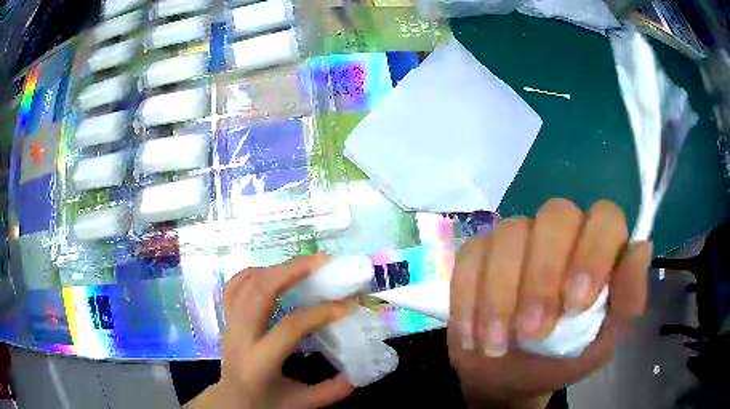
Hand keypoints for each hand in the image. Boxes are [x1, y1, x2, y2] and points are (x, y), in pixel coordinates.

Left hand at [187, 256, 355, 408]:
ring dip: (276, 268)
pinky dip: (254, 273)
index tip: (348, 305)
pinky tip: (274, 273)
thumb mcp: (300, 403)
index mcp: (259, 361)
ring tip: (304, 265)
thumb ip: (330, 391)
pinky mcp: (227, 319)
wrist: (231, 401)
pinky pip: (234, 286)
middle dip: (292, 270)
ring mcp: (229, 324)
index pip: (289, 327)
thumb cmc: (265, 403)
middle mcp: (240, 337)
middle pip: (259, 291)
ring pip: (245, 283)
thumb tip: (358, 374)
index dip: (320, 313)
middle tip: (323, 262)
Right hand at [448, 199, 651, 407]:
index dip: (593, 251)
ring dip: (501, 296)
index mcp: (598, 248)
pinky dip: (469, 299)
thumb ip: (626, 304)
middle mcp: (561, 233)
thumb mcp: (602, 344)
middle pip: (555, 216)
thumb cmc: (563, 359)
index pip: (605, 218)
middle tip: (531, 333)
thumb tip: (642, 250)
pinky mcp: (479, 253)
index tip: (575, 304)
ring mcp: (517, 238)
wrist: (509, 376)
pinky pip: (470, 257)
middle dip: (543, 277)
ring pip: (509, 234)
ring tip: (496, 347)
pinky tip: (473, 336)